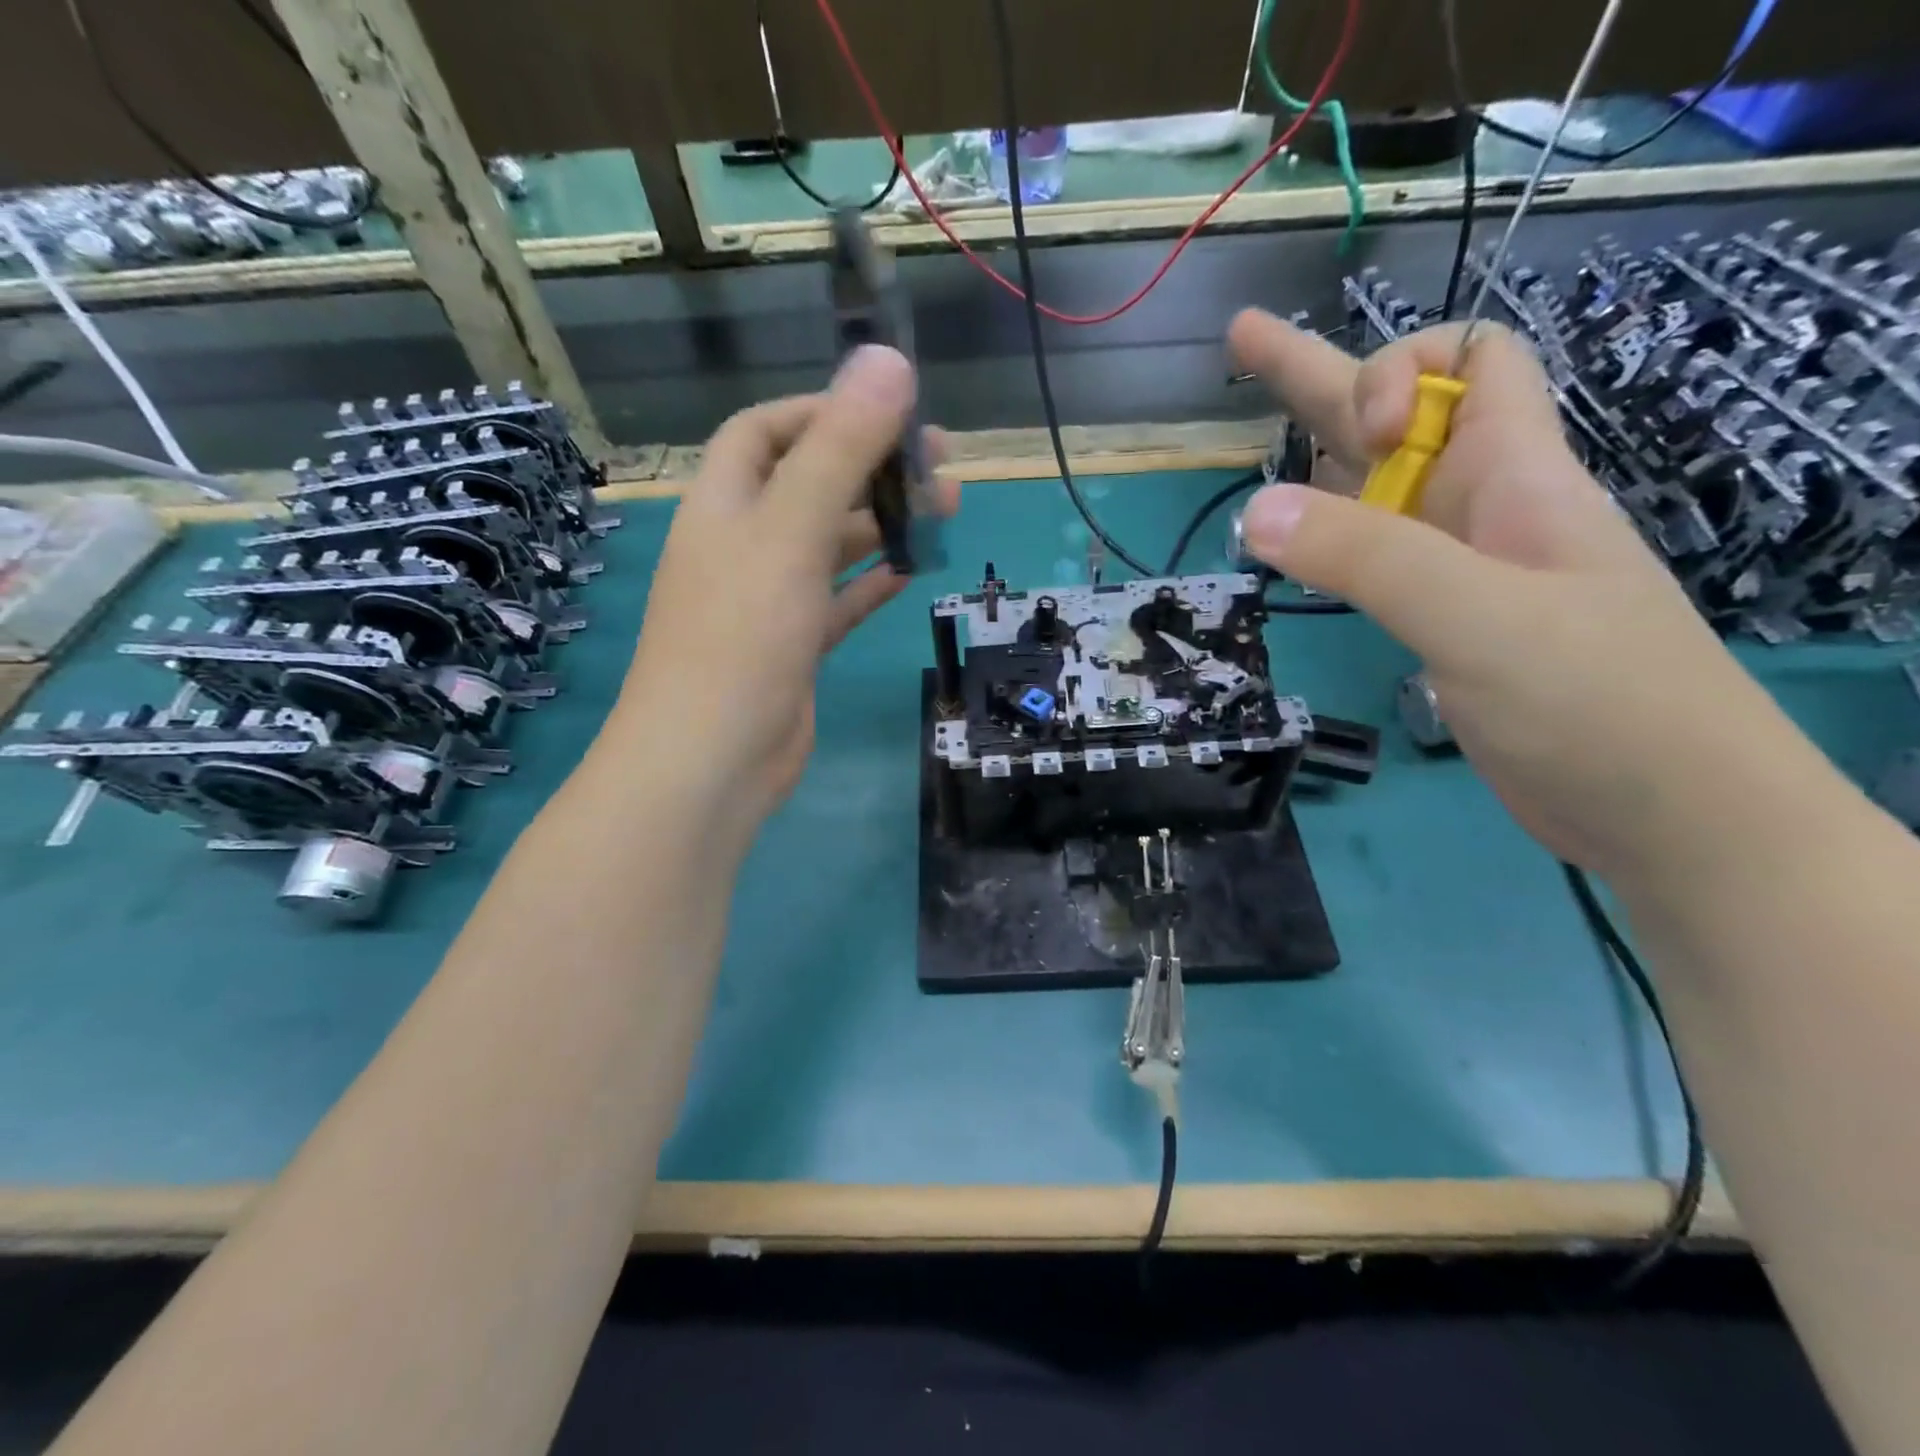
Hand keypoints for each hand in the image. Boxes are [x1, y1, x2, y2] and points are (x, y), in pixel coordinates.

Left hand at [602, 346, 952, 848]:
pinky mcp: (793, 648)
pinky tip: (911, 572)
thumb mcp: (790, 532)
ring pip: (829, 545)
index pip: (767, 431)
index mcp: (724, 504)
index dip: (823, 411)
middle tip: (941, 463)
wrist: (713, 760)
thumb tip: (887, 361)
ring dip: (882, 524)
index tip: (890, 410)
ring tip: (947, 510)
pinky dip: (871, 582)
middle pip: (808, 484)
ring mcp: (767, 600)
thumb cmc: (742, 636)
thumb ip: (839, 449)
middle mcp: (741, 545)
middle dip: (871, 466)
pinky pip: (837, 601)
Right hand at [1226, 309, 1827, 883]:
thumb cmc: (1597, 699)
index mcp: (1515, 475)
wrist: (1663, 810)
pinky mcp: (1443, 621)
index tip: (1357, 436)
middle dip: (1318, 375)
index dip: (1401, 366)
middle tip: (1239, 341)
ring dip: (1317, 459)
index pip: (1471, 357)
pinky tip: (1296, 546)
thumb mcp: (1478, 616)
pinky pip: (1376, 555)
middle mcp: (1483, 506)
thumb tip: (1254, 510)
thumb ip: (1368, 558)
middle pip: (1397, 415)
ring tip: (1250, 444)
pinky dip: (1328, 539)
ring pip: (1378, 489)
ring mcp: (1461, 567)